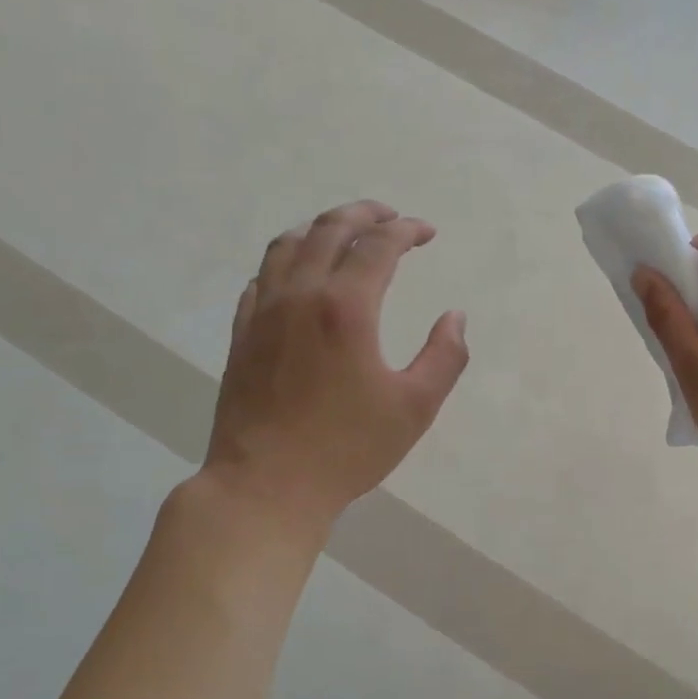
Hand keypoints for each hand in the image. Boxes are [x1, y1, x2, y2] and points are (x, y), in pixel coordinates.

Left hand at [200, 200, 467, 528]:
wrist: (266, 484)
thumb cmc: (348, 448)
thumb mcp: (416, 406)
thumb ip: (445, 355)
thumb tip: (455, 316)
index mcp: (346, 308)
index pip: (378, 246)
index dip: (406, 230)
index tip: (427, 232)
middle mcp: (300, 295)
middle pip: (329, 230)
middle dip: (364, 214)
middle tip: (391, 216)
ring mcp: (263, 312)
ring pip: (288, 244)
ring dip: (321, 227)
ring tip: (346, 231)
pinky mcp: (242, 333)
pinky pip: (263, 276)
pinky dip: (288, 258)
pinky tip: (300, 272)